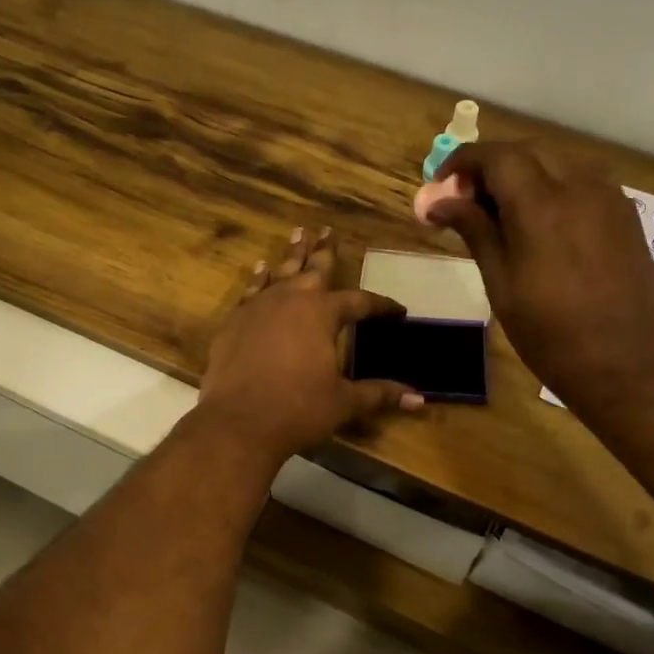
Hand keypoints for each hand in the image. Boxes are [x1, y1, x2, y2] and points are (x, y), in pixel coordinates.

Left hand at [197, 226, 424, 462]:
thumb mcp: (344, 402)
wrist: (238, 422)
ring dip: (292, 254)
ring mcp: (258, 308)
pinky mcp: (234, 322)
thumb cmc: (298, 410)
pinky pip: (251, 291)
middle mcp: (290, 300)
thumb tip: (419, 399)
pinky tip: (260, 269)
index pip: (359, 302)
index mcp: (322, 313)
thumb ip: (379, 394)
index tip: (397, 311)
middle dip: (325, 251)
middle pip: (314, 269)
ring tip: (298, 234)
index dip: (380, 306)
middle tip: (328, 230)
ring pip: (280, 272)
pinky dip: (258, 279)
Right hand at [426, 143, 653, 412]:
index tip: (439, 187)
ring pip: (558, 161)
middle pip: (528, 150)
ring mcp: (609, 197)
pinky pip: (583, 181)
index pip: (495, 156)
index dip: (461, 163)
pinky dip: (554, 186)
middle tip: (465, 202)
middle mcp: (579, 187)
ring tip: (501, 213)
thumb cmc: (551, 335)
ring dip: (524, 173)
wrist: (627, 366)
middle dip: (491, 166)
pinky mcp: (626, 214)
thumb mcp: (501, 285)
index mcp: (541, 205)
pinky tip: (541, 223)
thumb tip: (438, 199)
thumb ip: (474, 230)